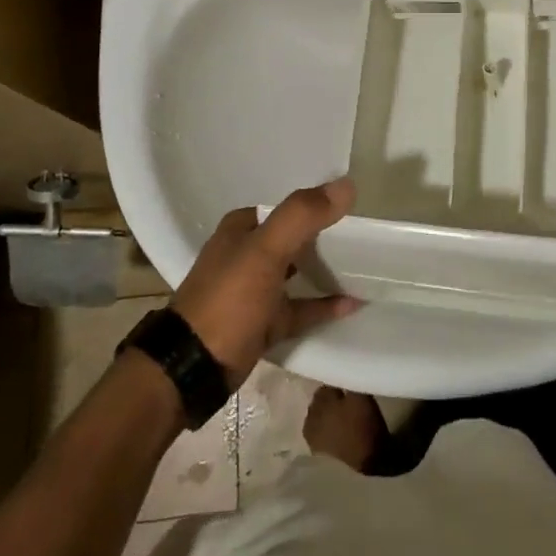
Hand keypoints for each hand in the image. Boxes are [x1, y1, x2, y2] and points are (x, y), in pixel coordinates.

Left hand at [170, 178, 361, 386]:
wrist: (193, 370)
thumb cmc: (228, 299)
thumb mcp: (265, 250)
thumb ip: (302, 215)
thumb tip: (346, 185)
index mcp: (240, 230)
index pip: (283, 207)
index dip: (313, 204)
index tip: (349, 208)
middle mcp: (244, 256)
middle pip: (291, 239)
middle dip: (322, 235)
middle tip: (361, 235)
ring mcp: (253, 292)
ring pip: (295, 273)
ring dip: (323, 270)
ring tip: (362, 265)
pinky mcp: (262, 324)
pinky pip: (300, 309)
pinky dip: (323, 305)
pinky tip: (352, 303)